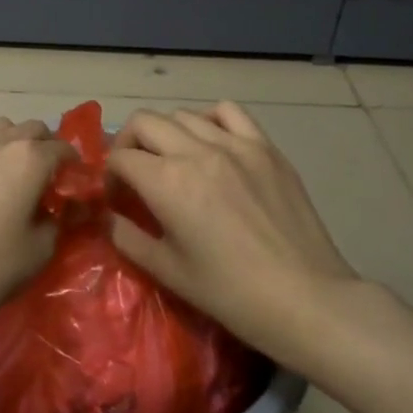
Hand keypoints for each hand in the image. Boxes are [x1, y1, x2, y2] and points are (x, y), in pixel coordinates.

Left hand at [0, 117, 73, 338]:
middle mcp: (0, 141)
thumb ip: (60, 220)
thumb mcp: (40, 249)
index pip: (63, 149)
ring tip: (16, 172)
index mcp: (29, 159)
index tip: (77, 187)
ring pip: (2, 128)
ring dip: (16, 141)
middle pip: (33, 130)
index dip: (75, 167)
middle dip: (47, 148)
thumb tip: (66, 207)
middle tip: (50, 179)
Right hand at [108, 102, 361, 375]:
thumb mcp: (166, 270)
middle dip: (128, 143)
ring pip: (183, 114)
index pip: (120, 157)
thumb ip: (127, 237)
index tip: (116, 198)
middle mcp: (197, 151)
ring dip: (166, 133)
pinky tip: (210, 143)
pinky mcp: (266, 148)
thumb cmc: (230, 292)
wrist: (305, 299)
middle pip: (144, 122)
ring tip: (172, 159)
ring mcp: (236, 144)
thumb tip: (107, 216)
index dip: (109, 175)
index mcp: (167, 181)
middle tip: (134, 172)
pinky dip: (209, 120)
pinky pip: (228, 113)